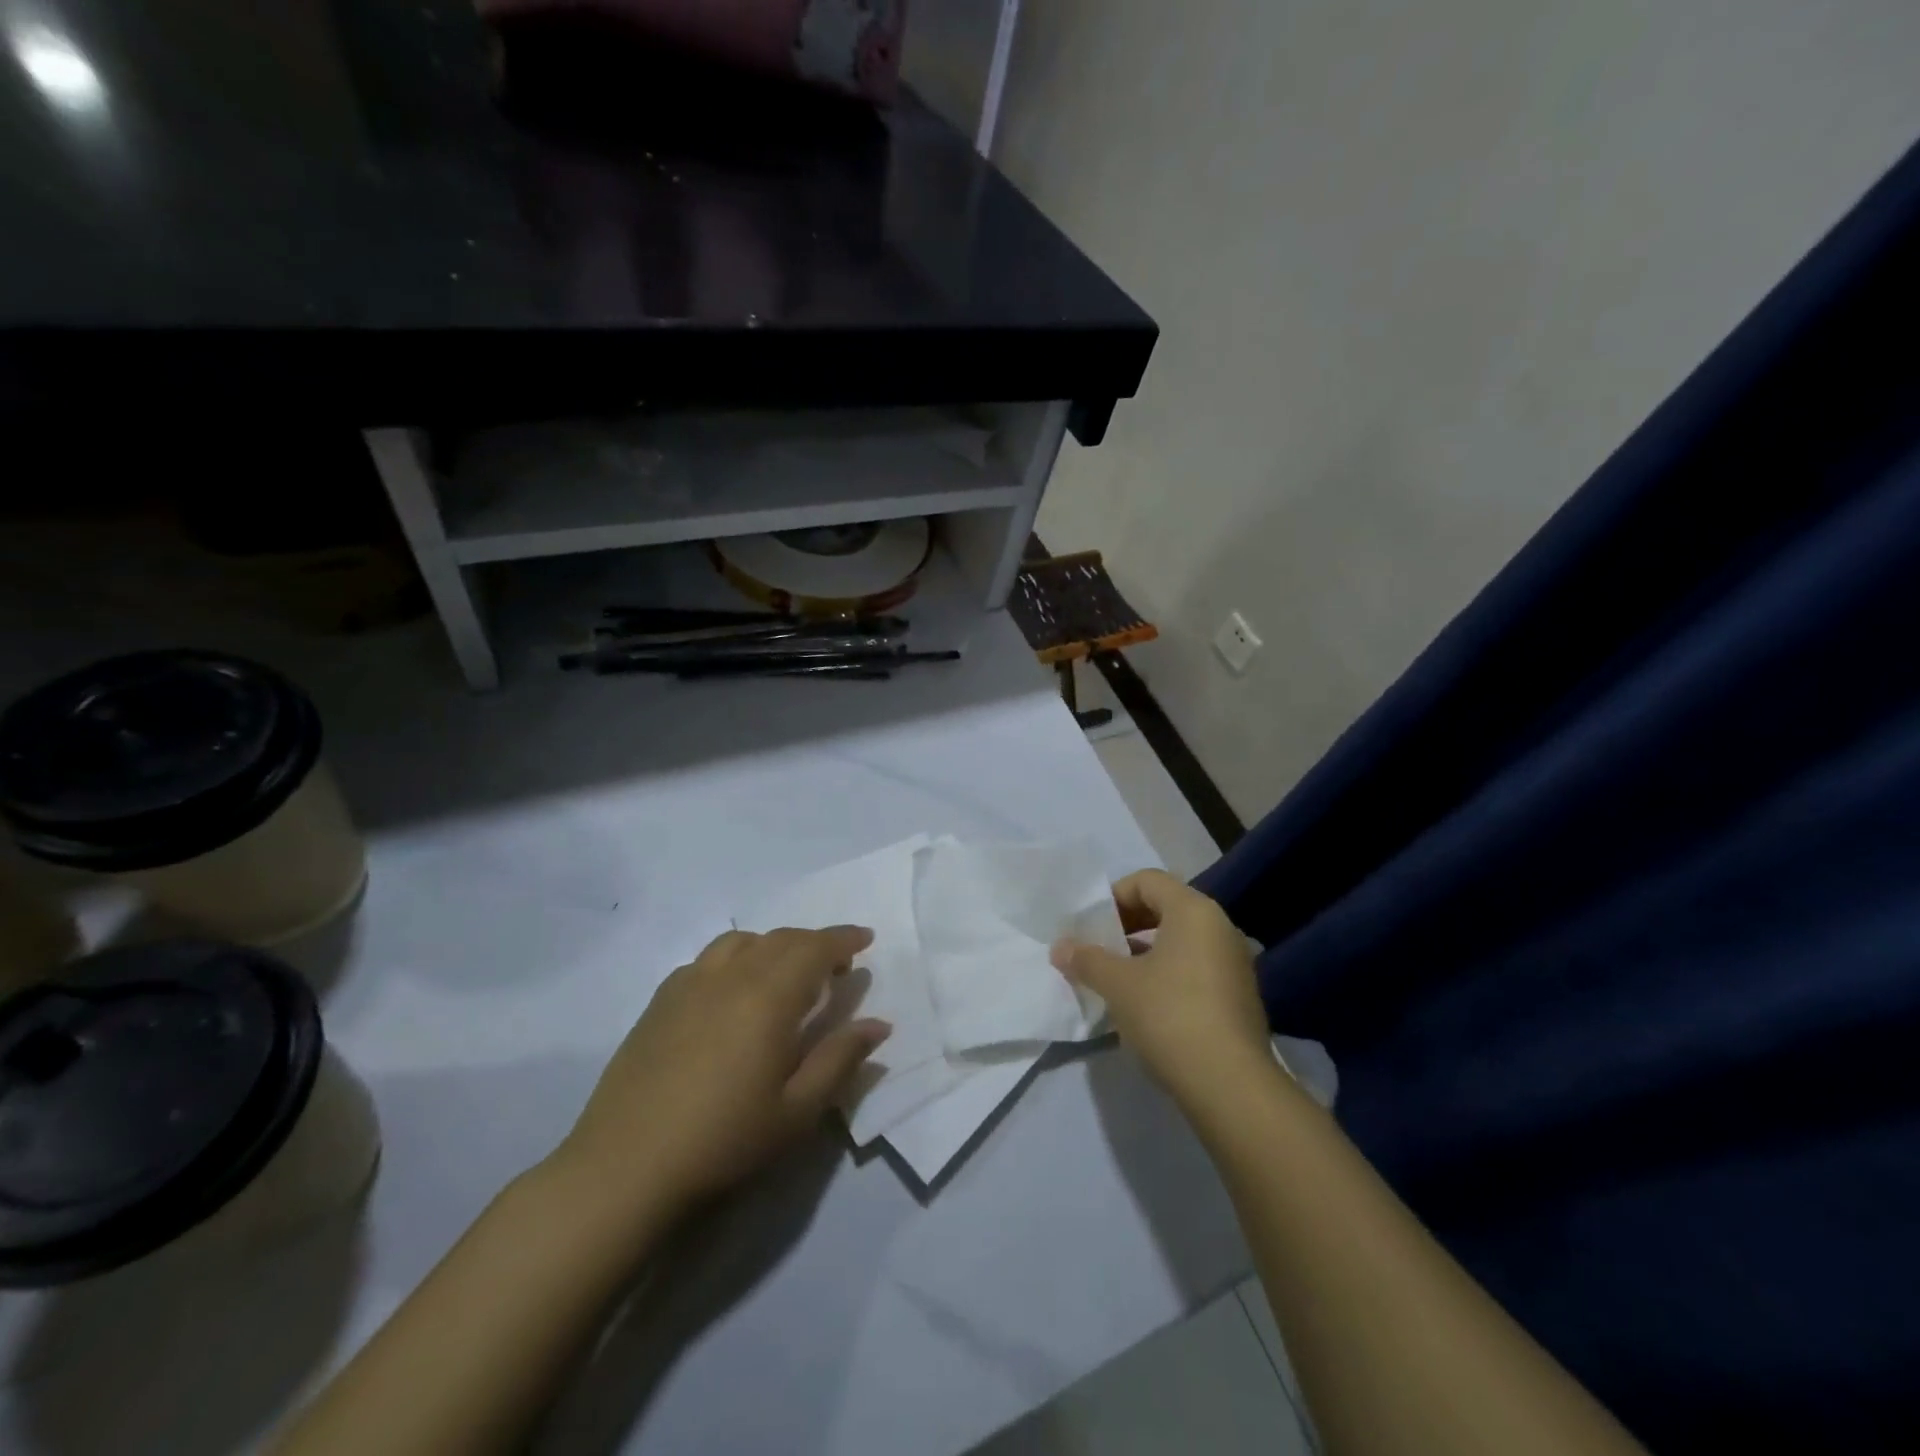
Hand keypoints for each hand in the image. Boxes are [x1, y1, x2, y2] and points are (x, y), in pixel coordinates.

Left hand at [552, 926, 890, 1223]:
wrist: (625, 1167)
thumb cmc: (723, 1140)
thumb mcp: (797, 1111)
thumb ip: (840, 1060)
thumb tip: (878, 1024)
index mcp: (768, 996)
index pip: (815, 948)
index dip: (844, 939)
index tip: (865, 939)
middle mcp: (730, 975)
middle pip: (781, 939)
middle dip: (814, 943)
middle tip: (836, 966)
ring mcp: (689, 983)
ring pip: (742, 941)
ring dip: (773, 946)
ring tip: (784, 974)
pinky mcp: (660, 1000)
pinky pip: (708, 959)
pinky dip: (735, 959)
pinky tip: (732, 992)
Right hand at [1051, 870, 1269, 1102]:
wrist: (1231, 1086)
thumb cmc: (1169, 1015)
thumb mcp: (1118, 985)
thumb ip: (1086, 959)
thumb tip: (1059, 948)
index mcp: (1194, 911)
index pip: (1147, 881)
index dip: (1113, 896)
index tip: (1091, 925)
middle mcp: (1220, 927)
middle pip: (1166, 907)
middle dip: (1127, 923)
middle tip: (1099, 947)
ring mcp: (1234, 963)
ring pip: (1181, 940)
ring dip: (1145, 950)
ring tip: (1116, 976)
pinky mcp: (1239, 996)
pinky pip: (1196, 967)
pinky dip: (1168, 972)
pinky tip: (1145, 1003)